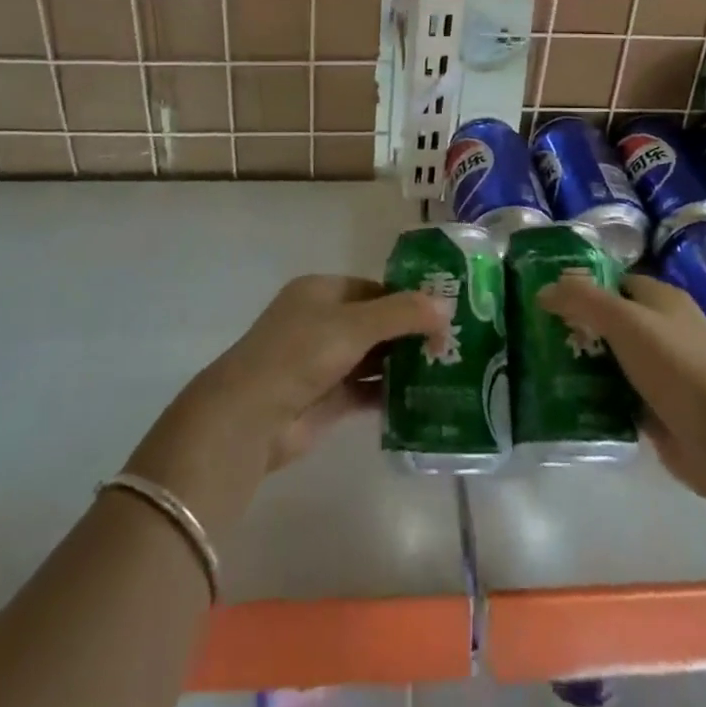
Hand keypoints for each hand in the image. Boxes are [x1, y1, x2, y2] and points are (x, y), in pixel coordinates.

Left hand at [194, 275, 448, 469]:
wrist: (251, 418)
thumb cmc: (300, 354)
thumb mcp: (354, 325)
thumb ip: (402, 314)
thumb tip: (447, 305)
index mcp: (320, 292)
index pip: (373, 288)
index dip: (407, 298)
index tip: (445, 312)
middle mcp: (321, 322)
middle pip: (375, 323)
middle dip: (410, 332)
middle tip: (454, 343)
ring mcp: (324, 362)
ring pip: (373, 357)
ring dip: (404, 363)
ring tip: (448, 369)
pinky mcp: (328, 399)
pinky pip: (367, 390)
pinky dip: (392, 393)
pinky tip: (426, 398)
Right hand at [539, 273, 705, 499]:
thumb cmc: (675, 365)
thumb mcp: (624, 320)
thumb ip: (583, 299)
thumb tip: (544, 289)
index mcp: (662, 300)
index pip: (615, 281)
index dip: (583, 285)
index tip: (546, 295)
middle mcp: (663, 330)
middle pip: (610, 321)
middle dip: (577, 326)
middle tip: (536, 332)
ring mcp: (661, 371)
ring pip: (611, 359)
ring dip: (582, 362)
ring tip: (540, 364)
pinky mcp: (655, 408)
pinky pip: (616, 394)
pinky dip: (594, 396)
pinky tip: (564, 398)